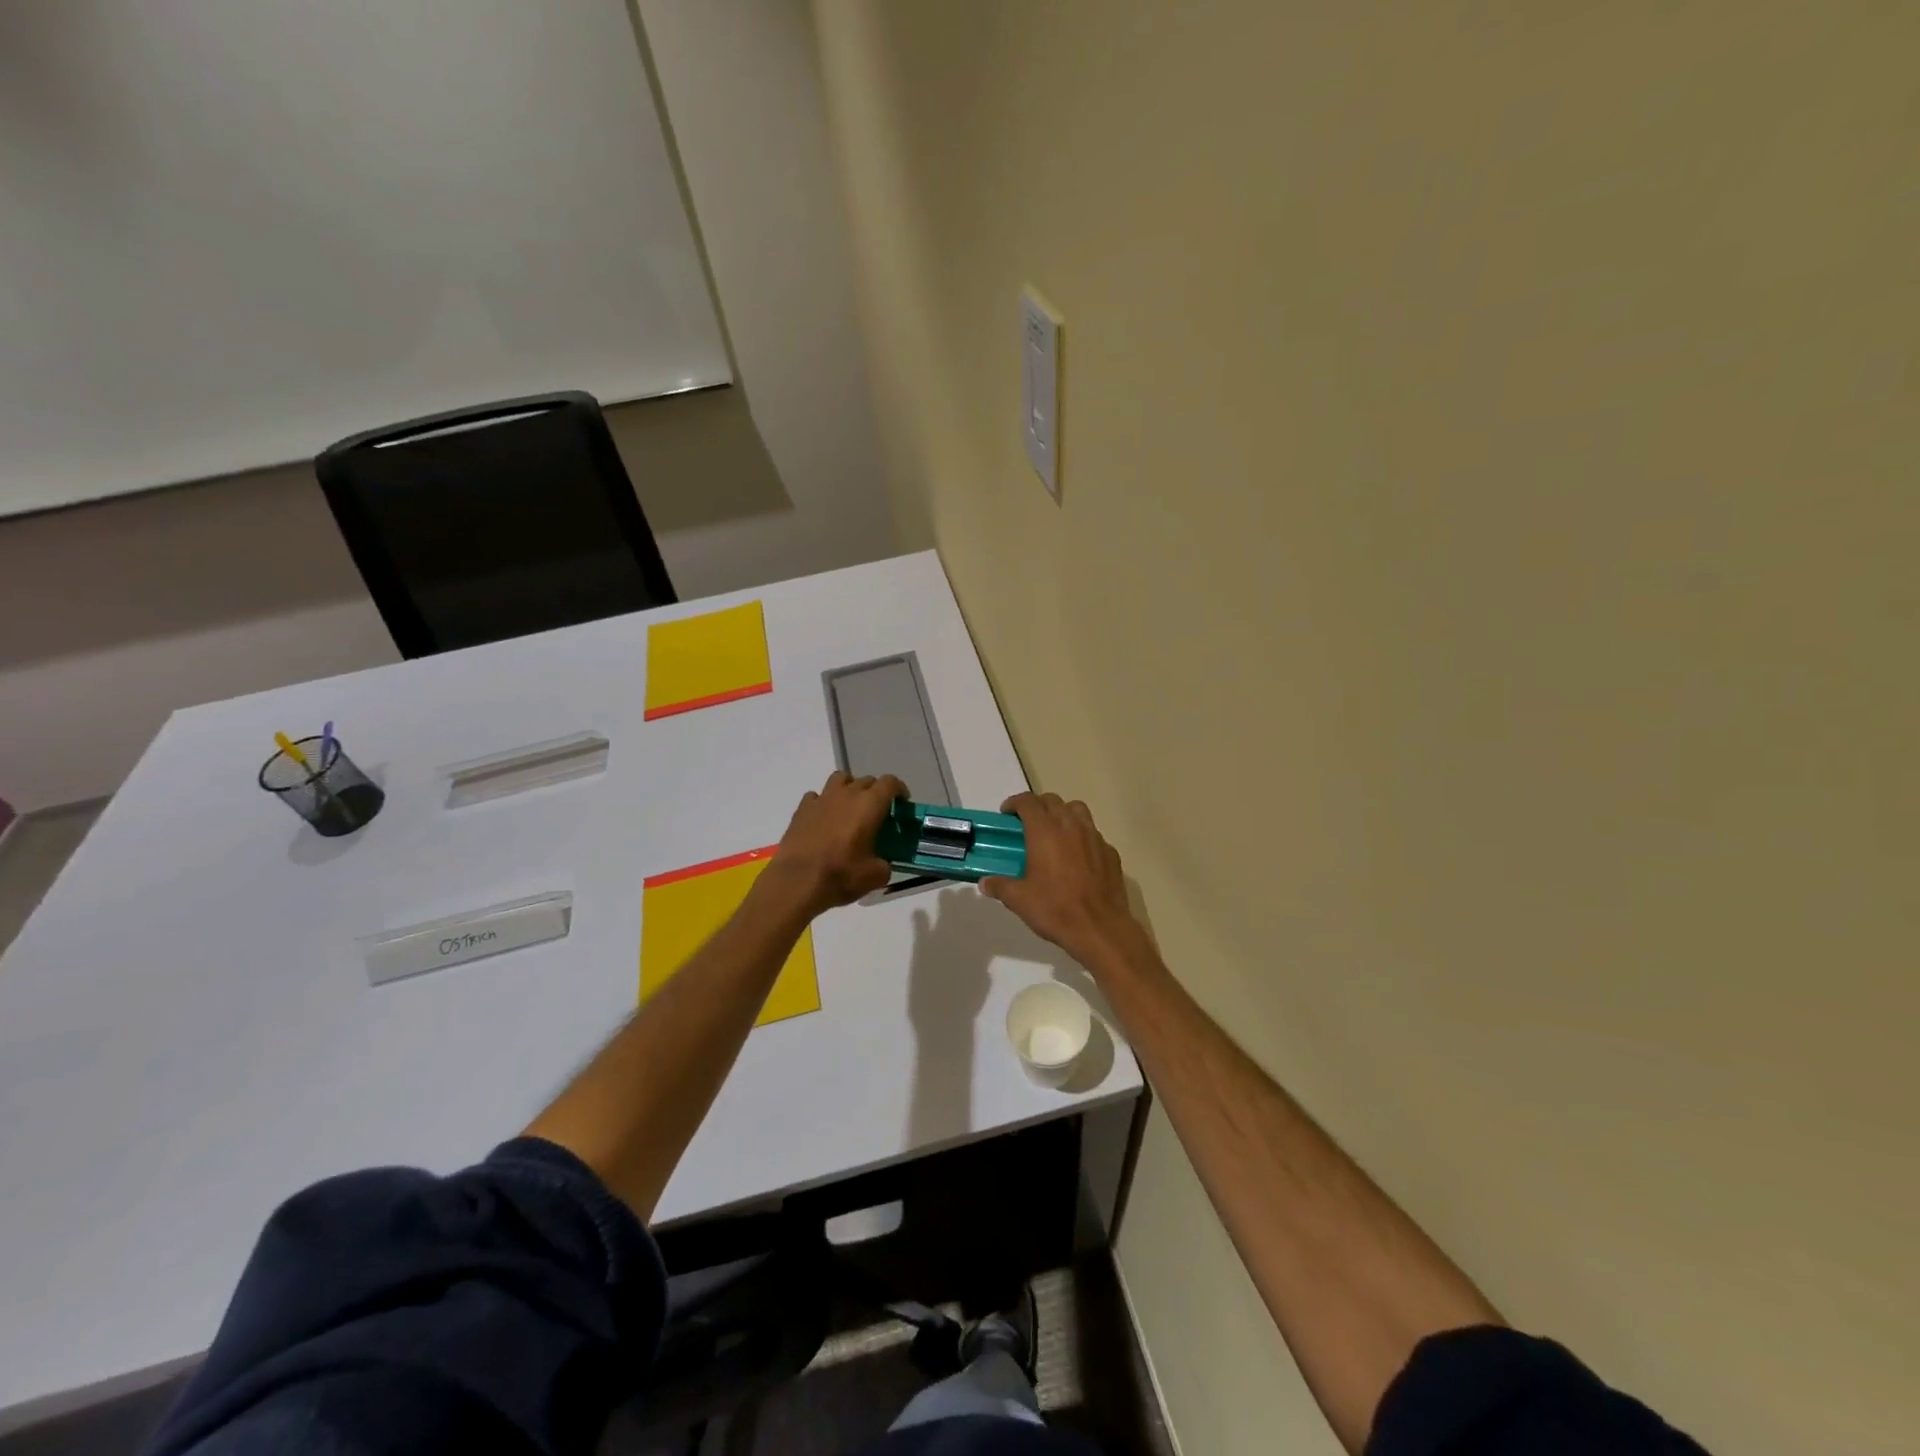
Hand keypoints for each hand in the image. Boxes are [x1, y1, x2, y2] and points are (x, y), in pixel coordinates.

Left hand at [765, 771, 904, 916]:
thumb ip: (884, 864)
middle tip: (877, 812)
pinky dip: (824, 803)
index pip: (890, 783)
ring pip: (840, 779)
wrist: (797, 881)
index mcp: (870, 804)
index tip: (902, 802)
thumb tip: (881, 863)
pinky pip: (816, 796)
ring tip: (850, 807)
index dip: (899, 789)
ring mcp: (822, 798)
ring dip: (849, 788)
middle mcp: (847, 794)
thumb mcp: (875, 876)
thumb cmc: (841, 875)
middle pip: (867, 780)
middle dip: (876, 792)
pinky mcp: (802, 809)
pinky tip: (824, 818)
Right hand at [982, 792, 1145, 968]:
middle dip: (1037, 806)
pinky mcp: (1110, 852)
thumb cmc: (1055, 909)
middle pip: (1053, 801)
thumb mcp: (1019, 900)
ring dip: (1062, 814)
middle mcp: (1071, 826)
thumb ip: (1000, 886)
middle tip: (1027, 823)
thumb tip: (985, 882)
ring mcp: (1094, 837)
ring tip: (1054, 832)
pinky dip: (1082, 836)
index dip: (1014, 803)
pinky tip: (1077, 856)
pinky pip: (1093, 834)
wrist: (1099, 928)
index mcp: (1045, 831)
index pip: (1028, 802)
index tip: (1006, 813)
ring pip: (1077, 810)